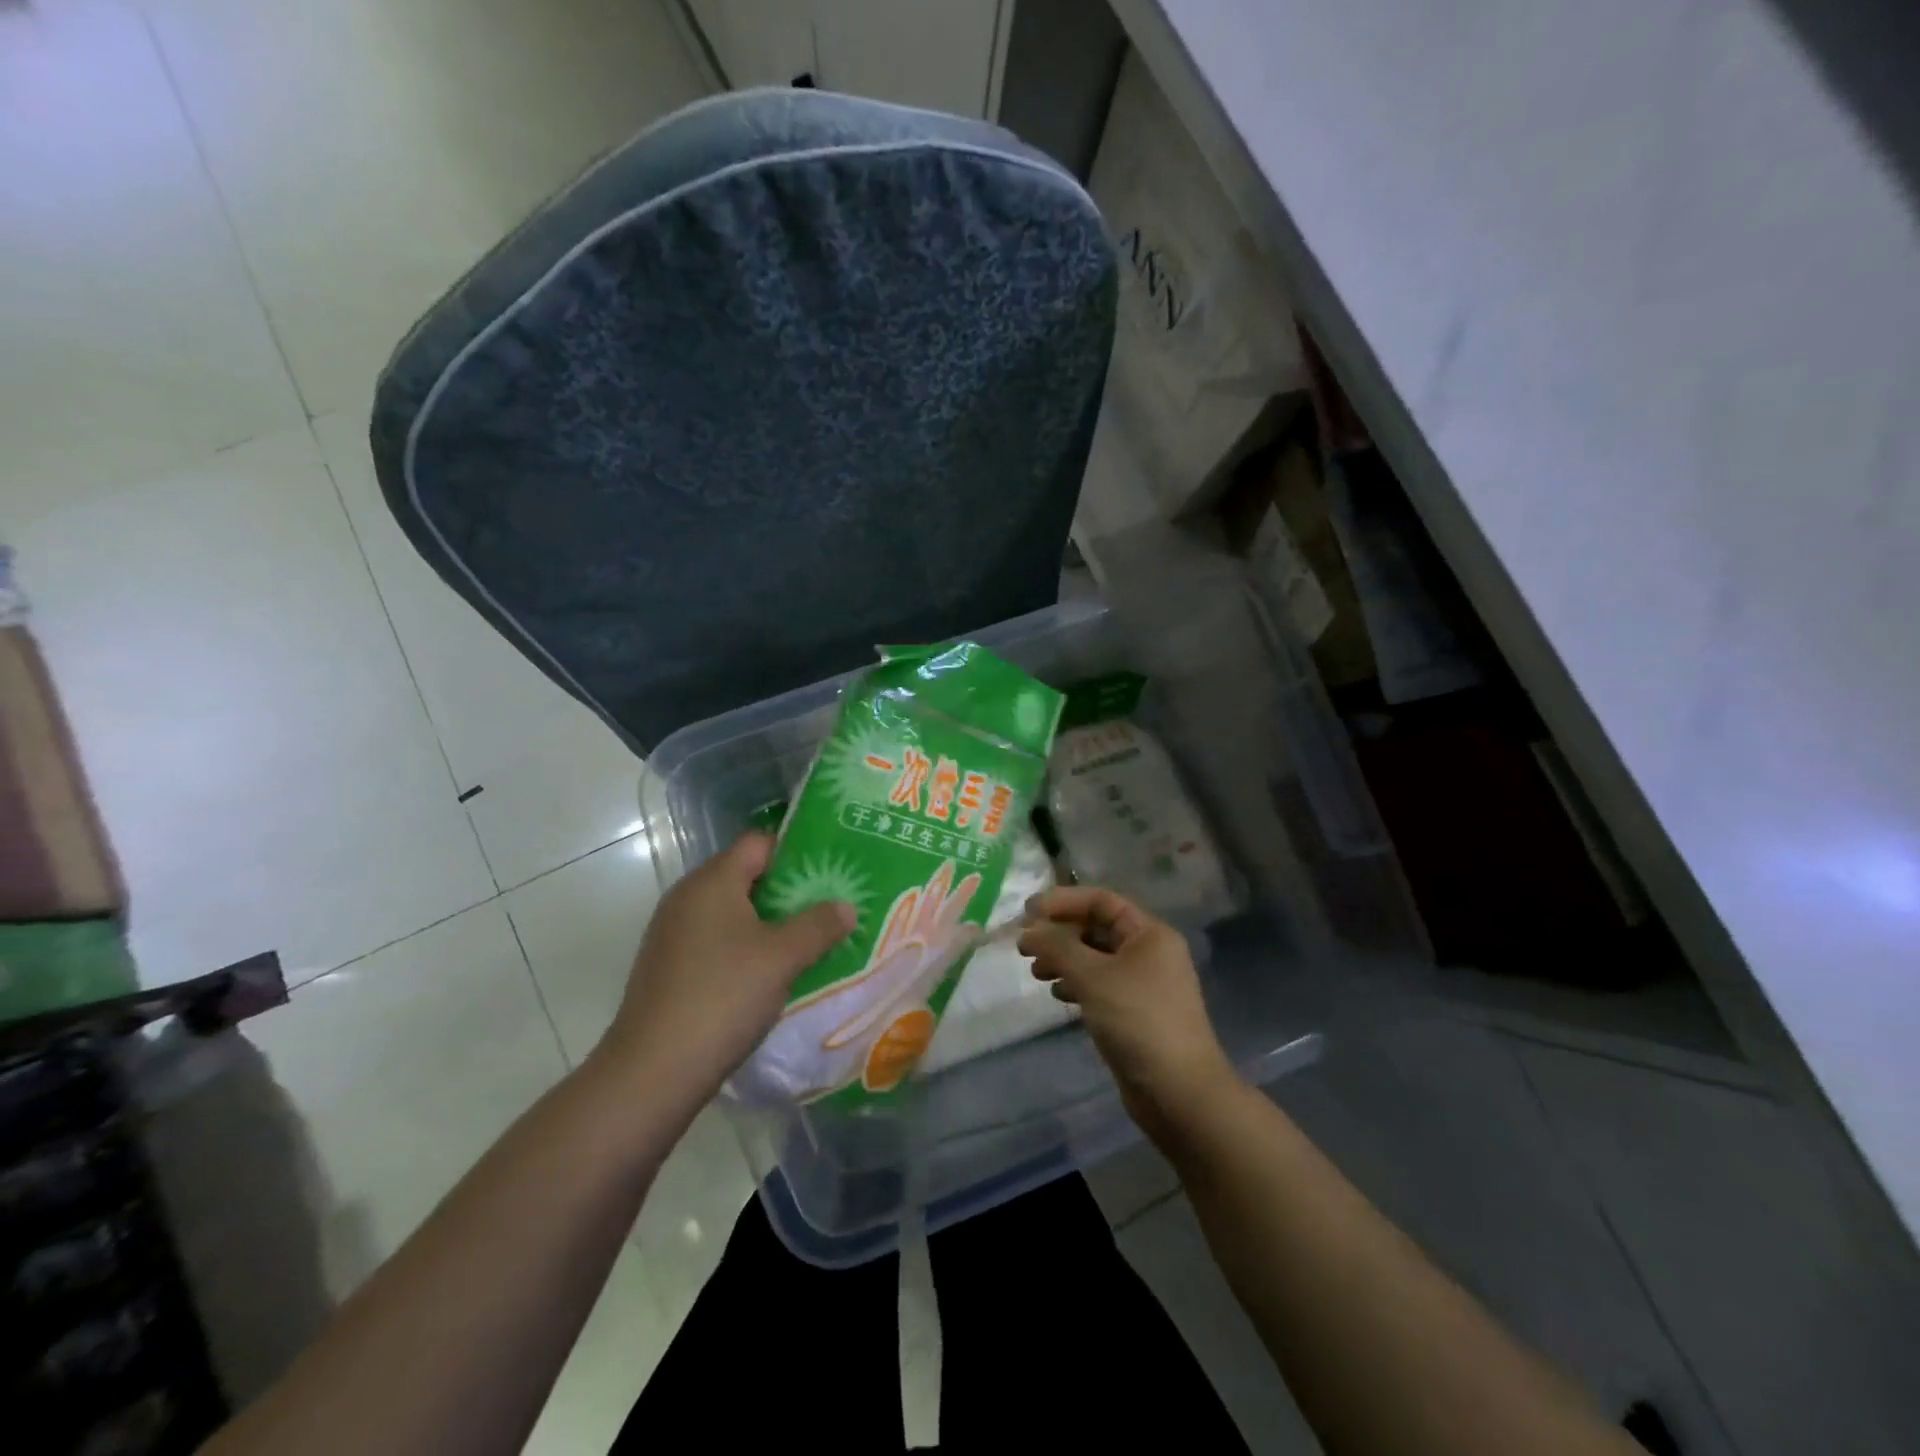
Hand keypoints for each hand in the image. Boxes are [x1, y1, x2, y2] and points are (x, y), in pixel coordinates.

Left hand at [594, 833, 854, 1104]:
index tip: (831, 871)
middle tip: (828, 907)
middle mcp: (687, 897)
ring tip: (809, 941)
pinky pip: (717, 941)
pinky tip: (771, 974)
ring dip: (770, 923)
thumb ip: (819, 925)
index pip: (759, 842)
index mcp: (712, 881)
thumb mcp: (782, 957)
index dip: (796, 851)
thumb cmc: (723, 996)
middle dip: (789, 890)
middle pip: (746, 875)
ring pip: (733, 912)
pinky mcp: (670, 967)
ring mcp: (674, 934)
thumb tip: (845, 906)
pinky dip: (746, 948)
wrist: (653, 1072)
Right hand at [1017, 886, 1237, 1142]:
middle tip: (1024, 948)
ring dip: (1063, 960)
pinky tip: (1057, 995)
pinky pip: (1099, 985)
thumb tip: (1028, 930)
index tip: (1027, 912)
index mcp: (1149, 934)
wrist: (1179, 1092)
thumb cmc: (1138, 1020)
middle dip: (1059, 934)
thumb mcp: (1093, 976)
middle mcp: (1149, 953)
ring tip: (1035, 973)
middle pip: (1097, 928)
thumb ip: (1057, 947)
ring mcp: (1143, 984)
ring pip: (1095, 958)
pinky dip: (1075, 984)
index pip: (1101, 901)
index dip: (1063, 901)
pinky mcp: (1134, 1013)